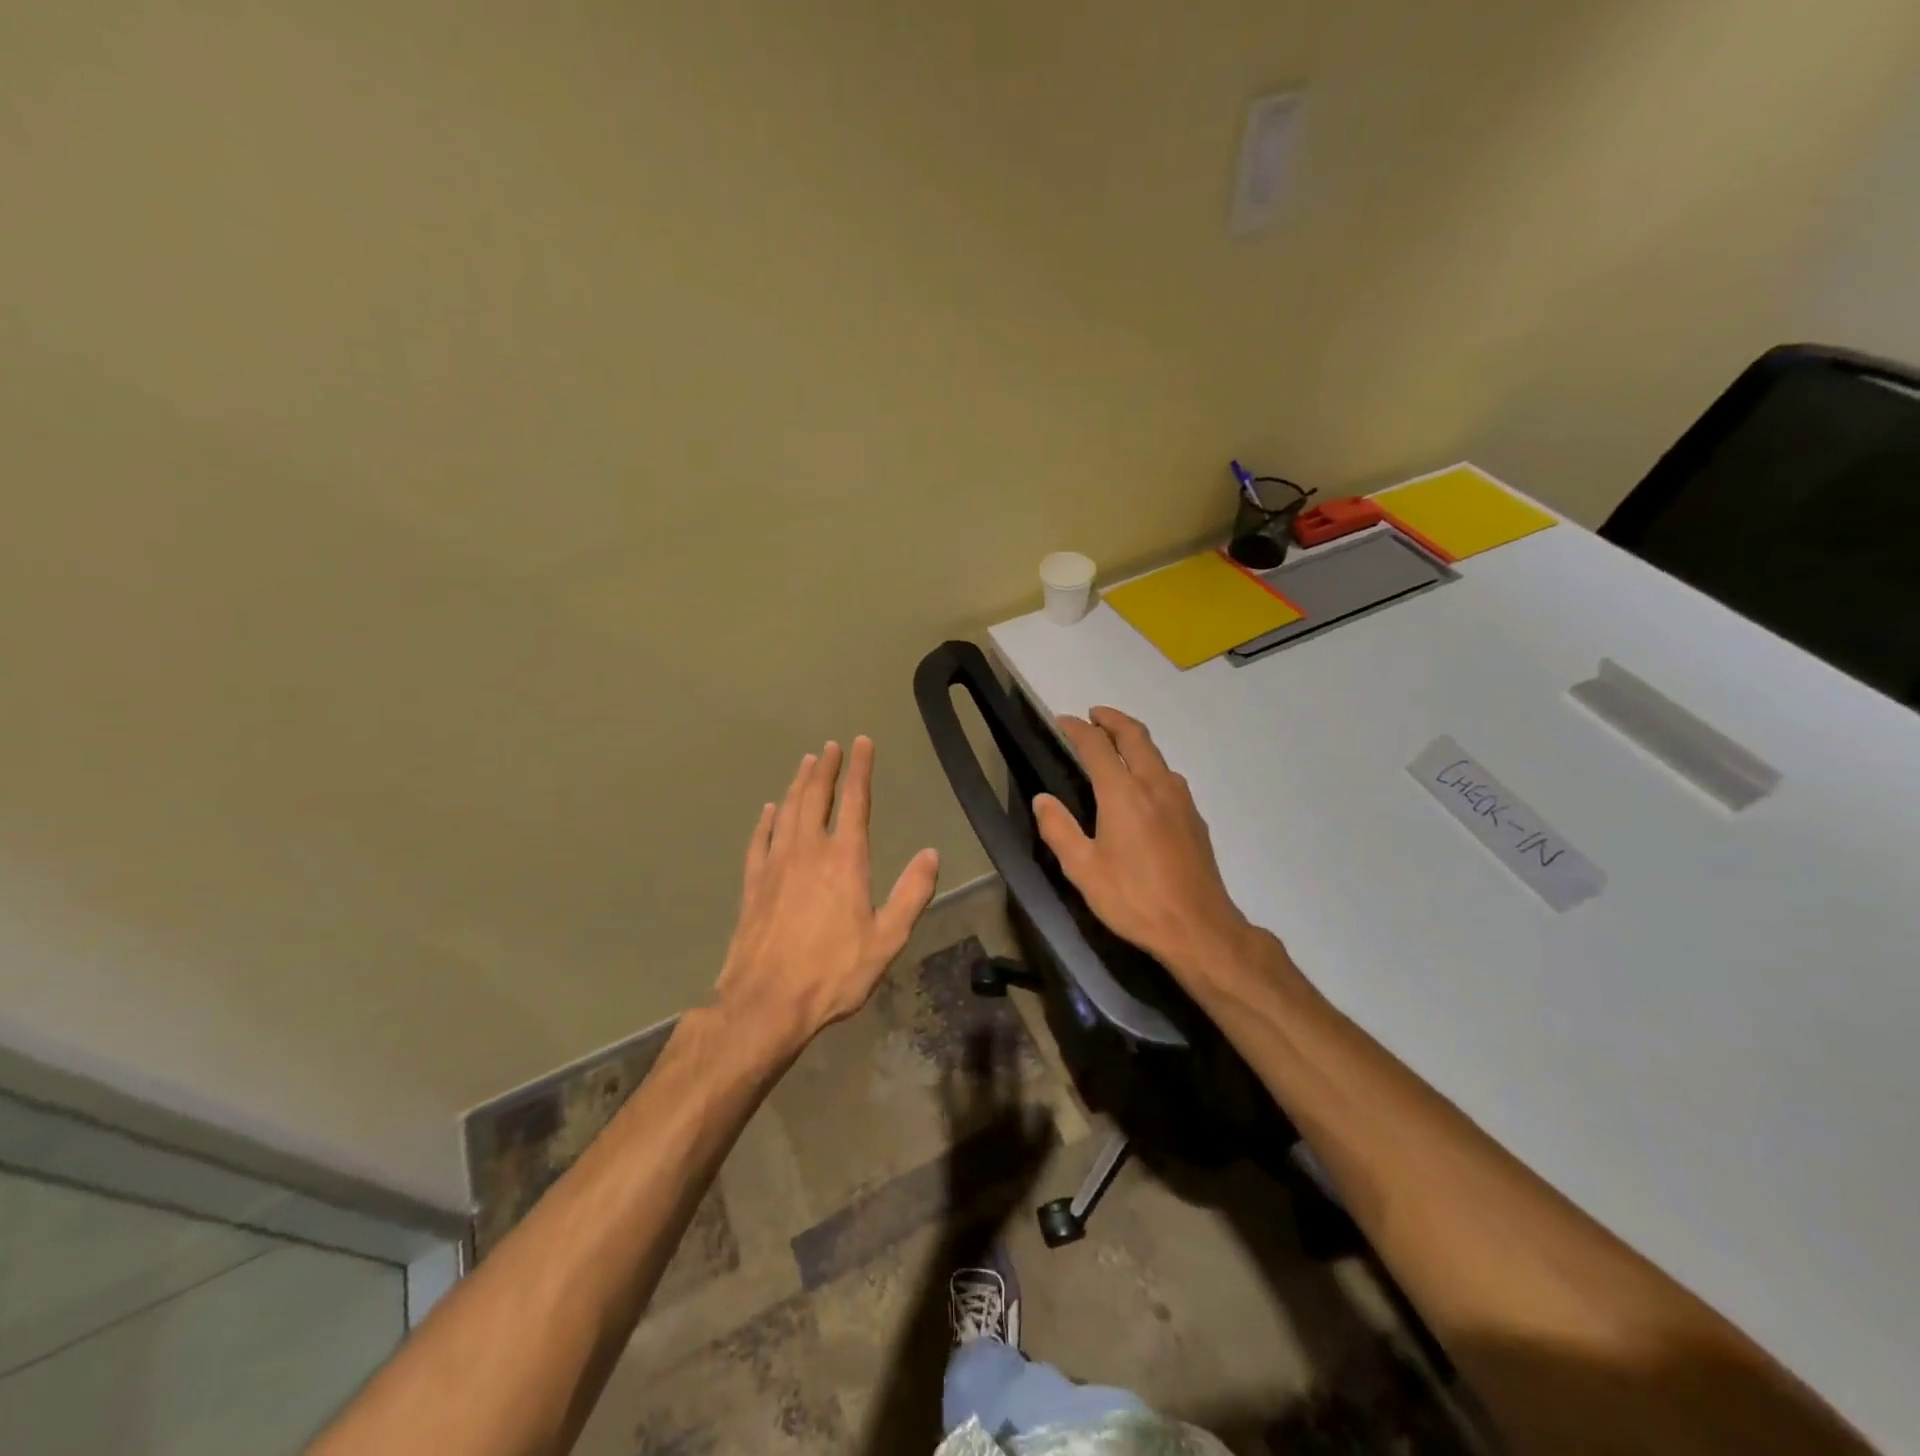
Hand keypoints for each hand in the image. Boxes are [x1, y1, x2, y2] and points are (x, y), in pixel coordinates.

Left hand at [712, 737, 939, 1056]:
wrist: (766, 1002)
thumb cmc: (833, 972)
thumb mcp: (887, 939)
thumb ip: (911, 894)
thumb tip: (931, 854)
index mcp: (844, 860)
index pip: (855, 801)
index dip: (860, 769)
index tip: (861, 743)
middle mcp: (808, 851)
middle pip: (816, 797)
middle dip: (825, 768)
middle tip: (830, 746)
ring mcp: (776, 865)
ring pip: (787, 812)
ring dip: (797, 785)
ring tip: (805, 763)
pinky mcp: (753, 884)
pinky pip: (759, 841)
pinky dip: (766, 821)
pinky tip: (768, 811)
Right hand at [1033, 707, 1257, 982]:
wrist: (1198, 928)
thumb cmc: (1133, 899)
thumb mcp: (1083, 870)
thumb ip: (1059, 830)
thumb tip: (1042, 799)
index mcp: (1123, 794)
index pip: (1097, 746)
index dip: (1078, 729)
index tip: (1063, 721)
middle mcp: (1155, 785)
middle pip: (1135, 736)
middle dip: (1112, 719)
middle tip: (1094, 715)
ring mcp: (1180, 800)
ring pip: (1156, 754)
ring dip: (1134, 740)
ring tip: (1115, 746)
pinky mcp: (1194, 818)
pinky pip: (1168, 775)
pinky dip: (1149, 763)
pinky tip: (1142, 785)